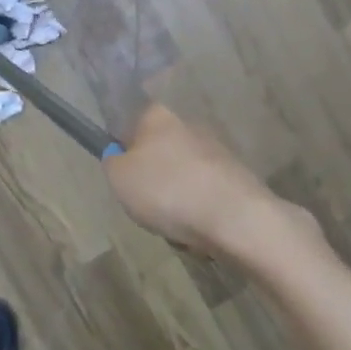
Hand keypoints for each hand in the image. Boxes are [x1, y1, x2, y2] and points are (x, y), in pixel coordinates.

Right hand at [105, 104, 324, 259]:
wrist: (236, 219)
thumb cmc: (167, 190)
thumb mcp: (119, 176)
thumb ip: (112, 162)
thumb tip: (119, 156)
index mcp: (158, 117)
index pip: (134, 124)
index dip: (126, 151)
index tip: (125, 177)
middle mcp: (189, 126)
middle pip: (160, 153)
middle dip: (154, 179)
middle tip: (146, 206)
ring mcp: (217, 153)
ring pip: (183, 178)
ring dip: (177, 200)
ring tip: (175, 226)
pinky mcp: (238, 180)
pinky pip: (206, 197)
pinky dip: (200, 213)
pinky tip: (199, 232)